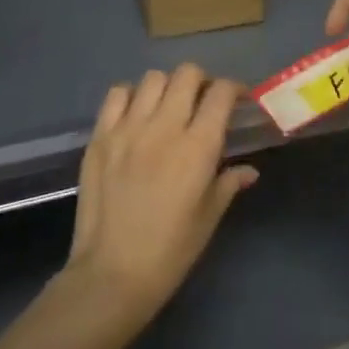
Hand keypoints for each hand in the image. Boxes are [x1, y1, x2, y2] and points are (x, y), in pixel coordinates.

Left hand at [61, 64, 257, 329]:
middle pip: (187, 74)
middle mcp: (164, 127)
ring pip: (153, 78)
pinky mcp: (100, 137)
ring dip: (167, 87)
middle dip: (202, 82)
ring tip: (168, 107)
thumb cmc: (171, 251)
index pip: (221, 93)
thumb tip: (249, 170)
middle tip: (203, 102)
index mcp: (198, 147)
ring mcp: (127, 128)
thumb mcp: (209, 217)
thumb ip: (229, 183)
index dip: (234, 89)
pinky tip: (136, 115)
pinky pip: (117, 95)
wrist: (112, 274)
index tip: (237, 100)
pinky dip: (131, 96)